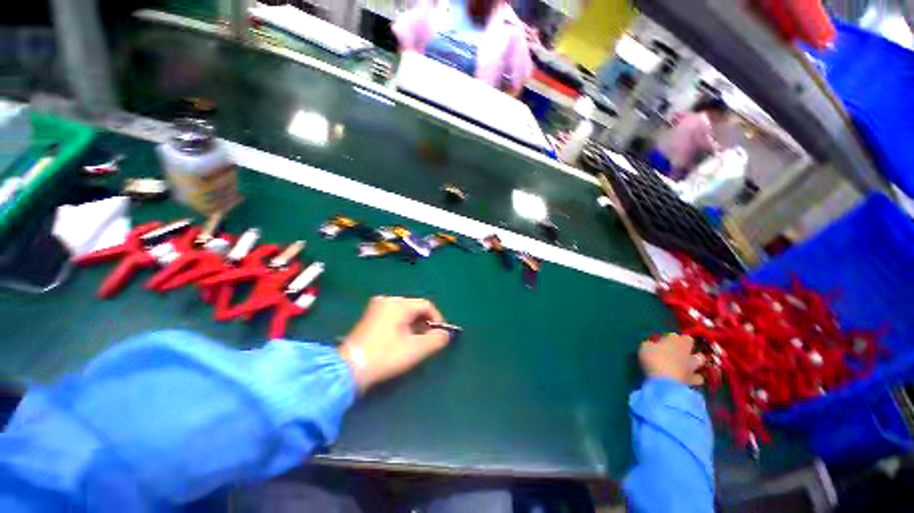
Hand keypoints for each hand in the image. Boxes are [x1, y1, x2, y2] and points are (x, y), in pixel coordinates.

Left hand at [339, 296, 450, 390]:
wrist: (348, 369)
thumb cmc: (385, 356)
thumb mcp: (415, 349)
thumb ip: (436, 340)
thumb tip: (445, 334)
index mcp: (399, 304)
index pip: (426, 305)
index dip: (437, 319)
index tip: (440, 335)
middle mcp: (387, 300)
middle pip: (415, 308)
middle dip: (425, 323)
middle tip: (428, 340)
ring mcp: (376, 307)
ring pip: (404, 312)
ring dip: (414, 325)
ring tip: (415, 342)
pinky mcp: (369, 316)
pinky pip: (393, 316)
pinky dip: (402, 326)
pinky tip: (400, 340)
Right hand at [638, 334, 704, 385]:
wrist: (665, 381)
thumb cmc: (653, 359)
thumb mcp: (644, 348)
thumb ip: (650, 344)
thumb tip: (651, 344)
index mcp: (675, 340)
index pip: (679, 335)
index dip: (674, 338)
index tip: (667, 340)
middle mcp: (687, 350)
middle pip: (691, 344)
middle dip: (687, 346)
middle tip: (678, 349)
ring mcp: (692, 365)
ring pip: (700, 360)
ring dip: (695, 361)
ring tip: (688, 364)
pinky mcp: (694, 379)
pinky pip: (698, 377)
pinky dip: (695, 377)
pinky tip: (688, 378)